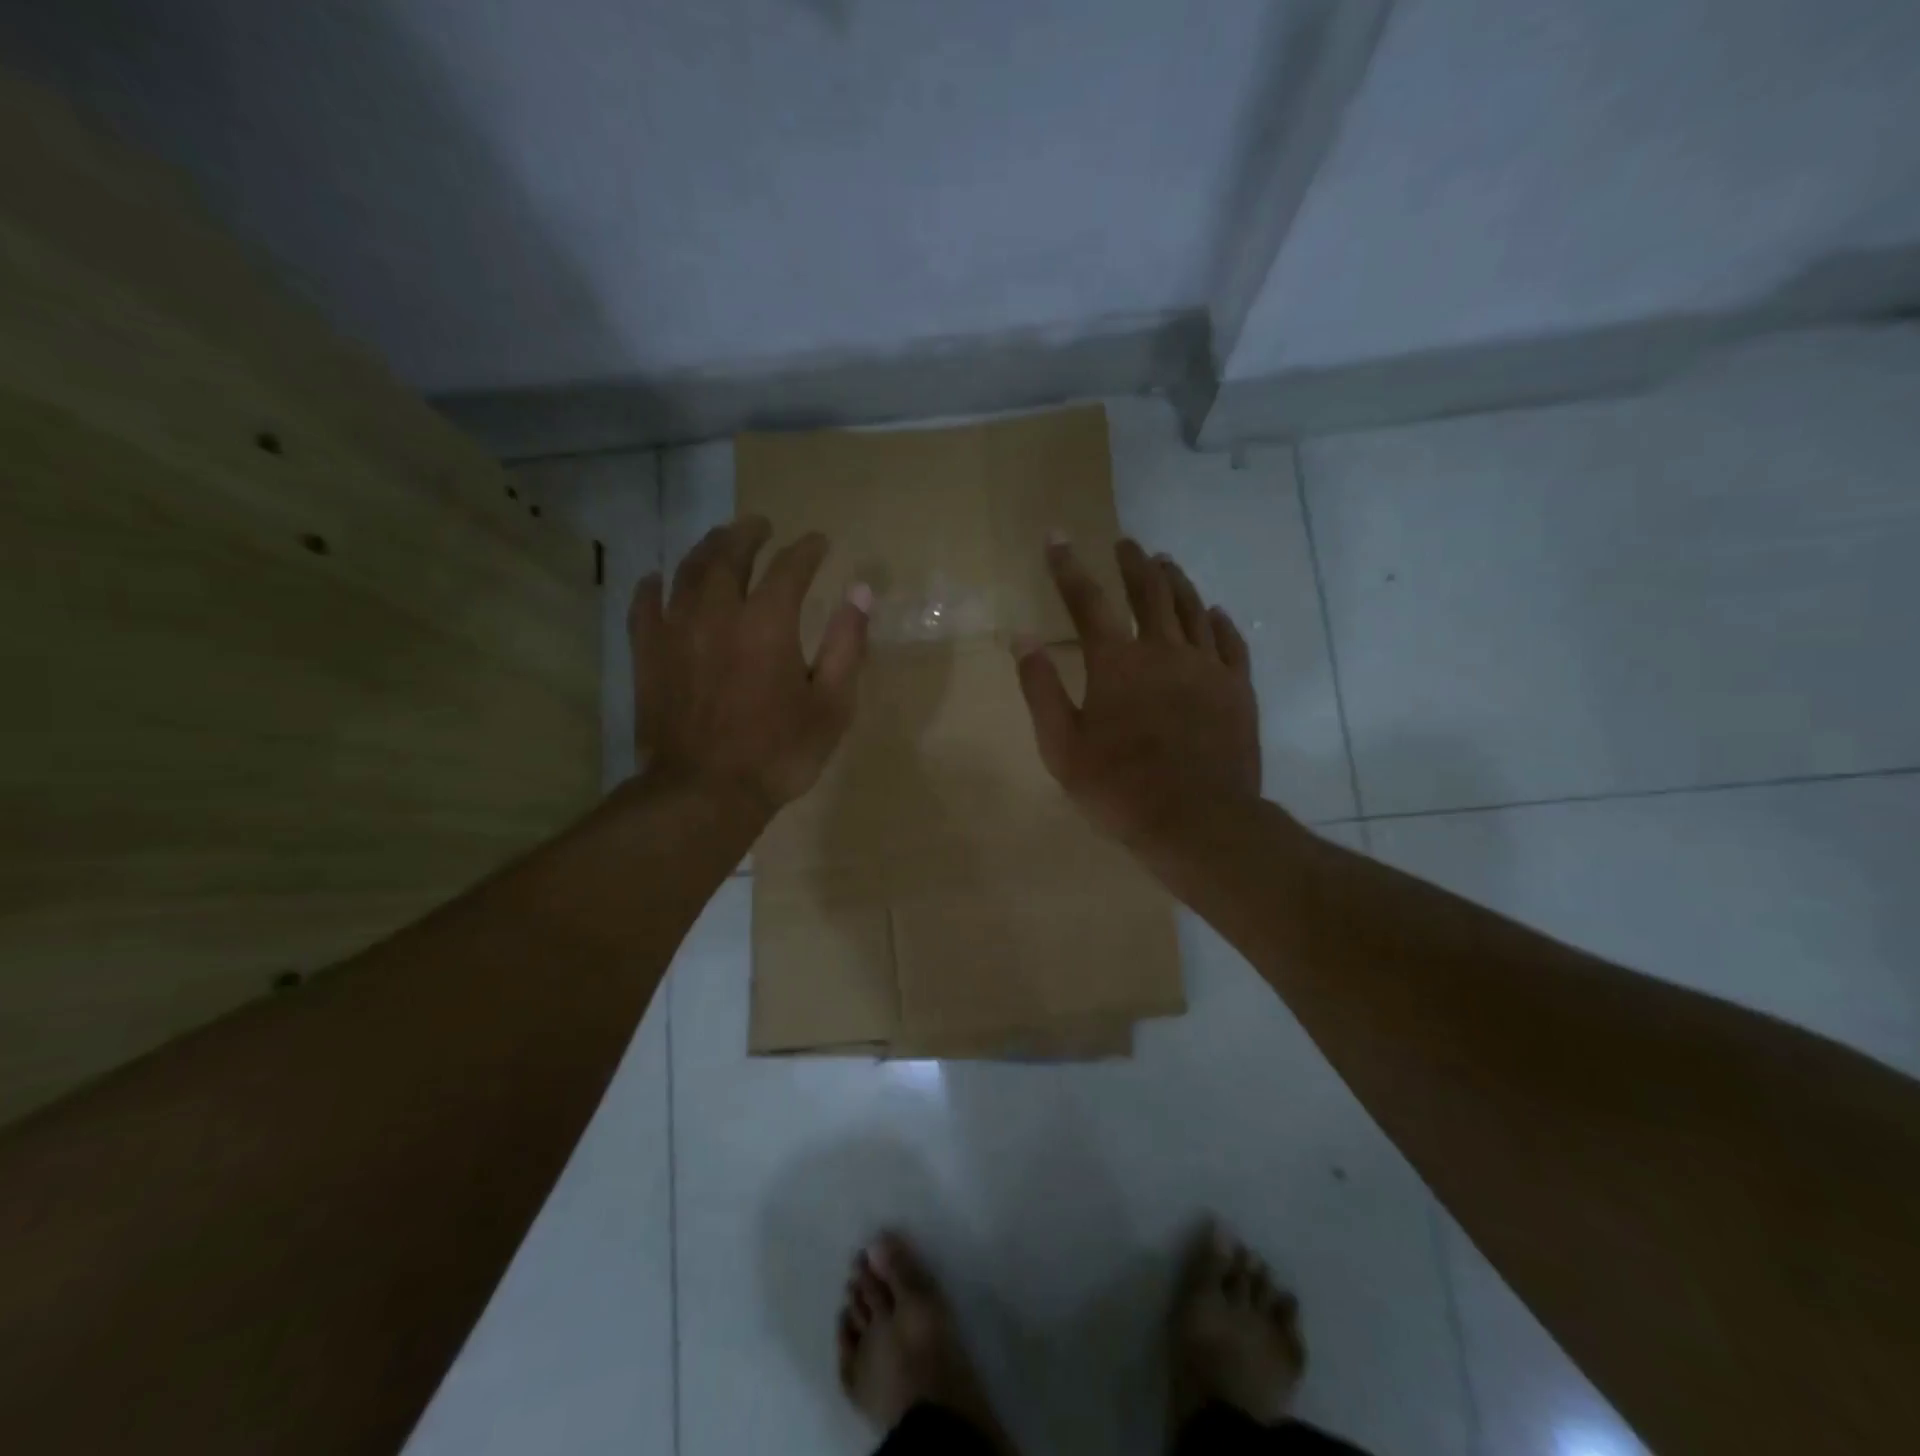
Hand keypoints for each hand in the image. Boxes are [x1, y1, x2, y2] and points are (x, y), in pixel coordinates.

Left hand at [631, 516, 869, 815]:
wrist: (704, 793)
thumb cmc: (779, 753)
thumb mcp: (832, 704)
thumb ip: (847, 644)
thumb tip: (861, 591)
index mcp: (768, 622)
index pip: (790, 567)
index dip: (807, 550)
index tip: (819, 542)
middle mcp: (718, 612)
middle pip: (730, 554)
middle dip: (749, 534)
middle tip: (761, 524)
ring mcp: (676, 631)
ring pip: (687, 571)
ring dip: (706, 548)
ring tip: (720, 540)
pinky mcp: (648, 654)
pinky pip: (645, 606)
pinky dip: (653, 586)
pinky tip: (658, 579)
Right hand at [1014, 537, 1260, 843]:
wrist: (1197, 821)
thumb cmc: (1119, 788)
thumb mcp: (1062, 746)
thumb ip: (1041, 689)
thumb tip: (1021, 638)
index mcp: (1116, 662)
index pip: (1087, 601)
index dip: (1068, 567)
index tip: (1057, 537)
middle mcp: (1163, 650)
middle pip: (1149, 592)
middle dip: (1133, 563)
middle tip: (1126, 544)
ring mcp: (1206, 667)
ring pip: (1191, 608)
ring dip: (1175, 581)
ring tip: (1165, 563)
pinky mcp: (1238, 689)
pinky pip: (1230, 642)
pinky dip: (1218, 621)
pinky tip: (1213, 612)